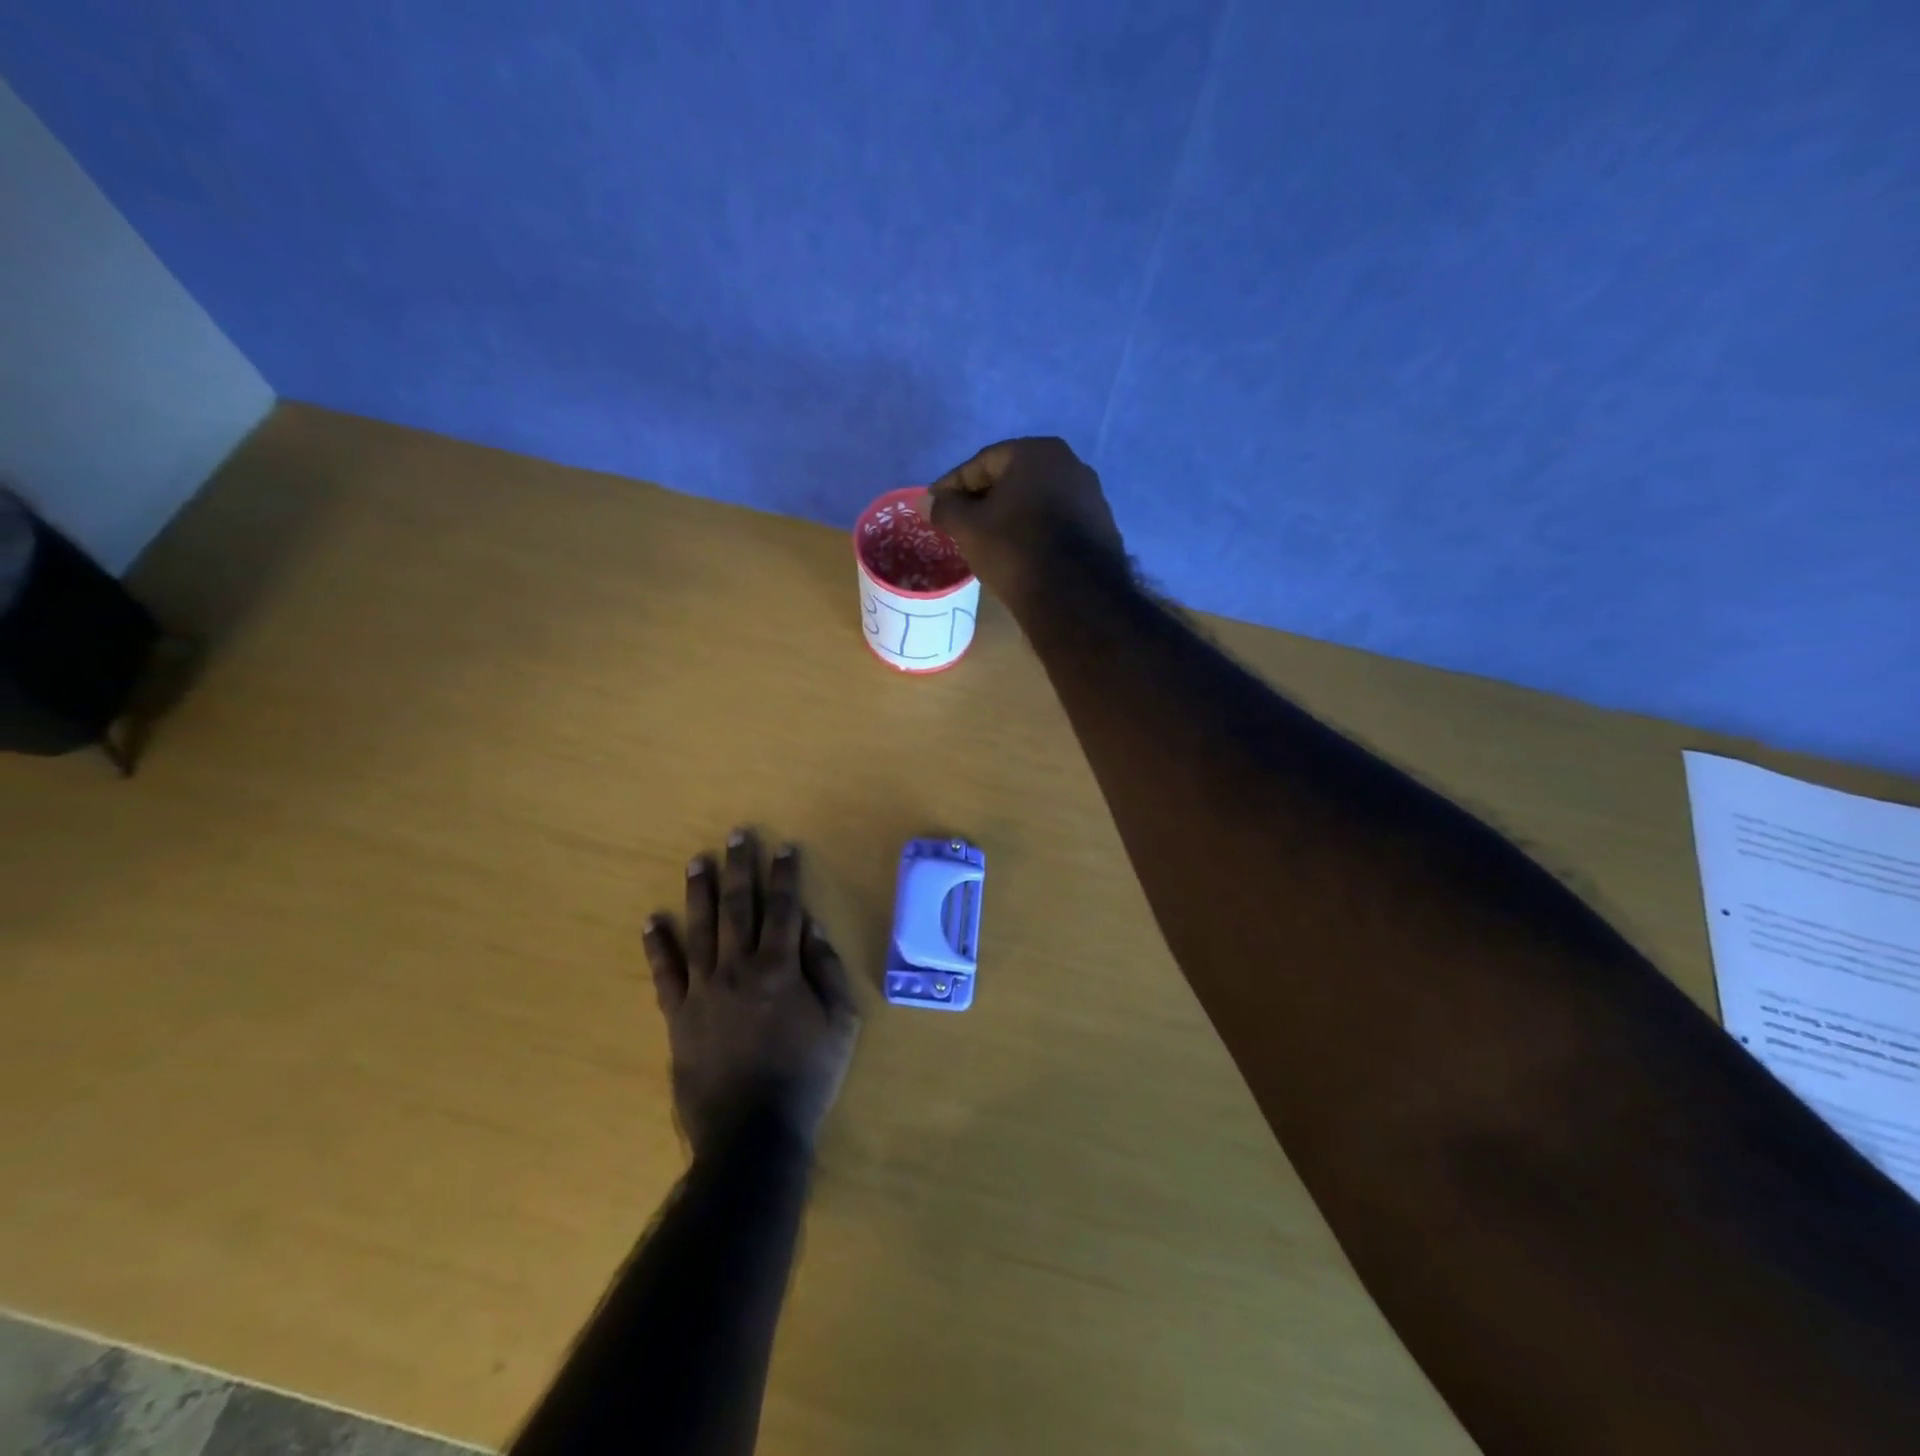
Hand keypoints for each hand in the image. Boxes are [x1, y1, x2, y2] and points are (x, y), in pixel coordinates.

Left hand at [644, 830, 860, 1156]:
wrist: (752, 1132)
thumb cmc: (806, 1076)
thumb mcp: (840, 1024)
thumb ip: (827, 970)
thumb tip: (810, 927)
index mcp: (781, 968)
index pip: (784, 908)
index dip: (785, 875)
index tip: (783, 847)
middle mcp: (739, 968)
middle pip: (739, 907)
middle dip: (740, 868)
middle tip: (736, 835)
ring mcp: (704, 990)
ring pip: (700, 930)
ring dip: (699, 892)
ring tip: (696, 861)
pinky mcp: (678, 1016)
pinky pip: (665, 974)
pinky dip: (657, 947)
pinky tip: (651, 922)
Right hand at [928, 437, 1126, 613]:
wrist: (1076, 596)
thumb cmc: (1015, 551)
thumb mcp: (969, 529)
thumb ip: (945, 509)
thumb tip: (928, 501)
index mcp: (1036, 452)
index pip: (982, 463)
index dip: (953, 485)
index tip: (935, 505)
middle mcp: (1070, 463)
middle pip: (1012, 479)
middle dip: (983, 499)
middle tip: (959, 523)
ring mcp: (1091, 495)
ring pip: (1036, 501)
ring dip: (1010, 516)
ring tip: (988, 541)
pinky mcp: (1102, 527)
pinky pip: (1056, 522)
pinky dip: (1034, 531)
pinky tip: (1021, 553)